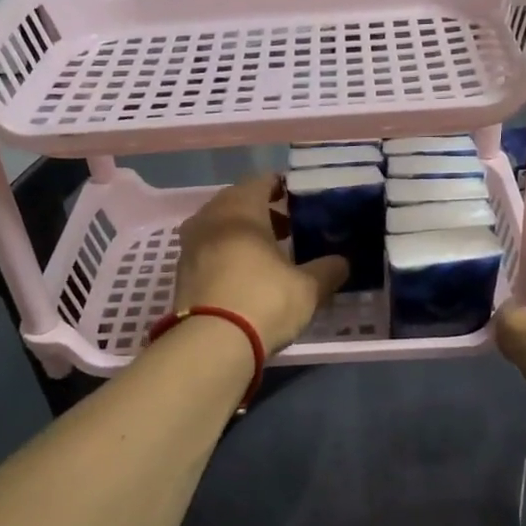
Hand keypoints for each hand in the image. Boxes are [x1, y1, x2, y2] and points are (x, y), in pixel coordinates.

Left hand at [171, 175, 346, 354]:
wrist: (210, 344)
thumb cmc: (263, 301)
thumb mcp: (308, 288)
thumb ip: (328, 270)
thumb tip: (343, 262)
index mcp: (240, 209)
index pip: (261, 182)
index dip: (282, 187)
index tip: (300, 199)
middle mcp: (209, 219)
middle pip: (237, 203)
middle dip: (262, 212)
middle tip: (289, 227)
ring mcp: (190, 246)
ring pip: (220, 228)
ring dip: (243, 234)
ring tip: (269, 253)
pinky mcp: (182, 274)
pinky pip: (208, 252)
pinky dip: (227, 254)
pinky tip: (246, 274)